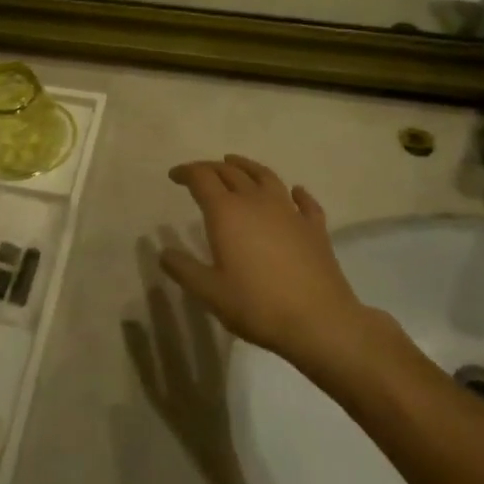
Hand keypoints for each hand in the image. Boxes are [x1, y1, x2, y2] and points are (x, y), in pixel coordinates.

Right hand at [160, 156, 370, 373]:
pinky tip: (295, 193)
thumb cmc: (257, 305)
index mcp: (227, 212)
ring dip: (247, 166)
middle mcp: (256, 201)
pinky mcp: (314, 226)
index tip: (174, 175)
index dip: (186, 172)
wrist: (319, 320)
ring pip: (265, 176)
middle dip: (212, 168)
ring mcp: (289, 210)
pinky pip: (304, 202)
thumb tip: (164, 252)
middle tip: (200, 173)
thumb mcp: (210, 293)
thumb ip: (184, 270)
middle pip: (231, 172)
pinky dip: (297, 193)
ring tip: (236, 163)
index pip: (202, 178)